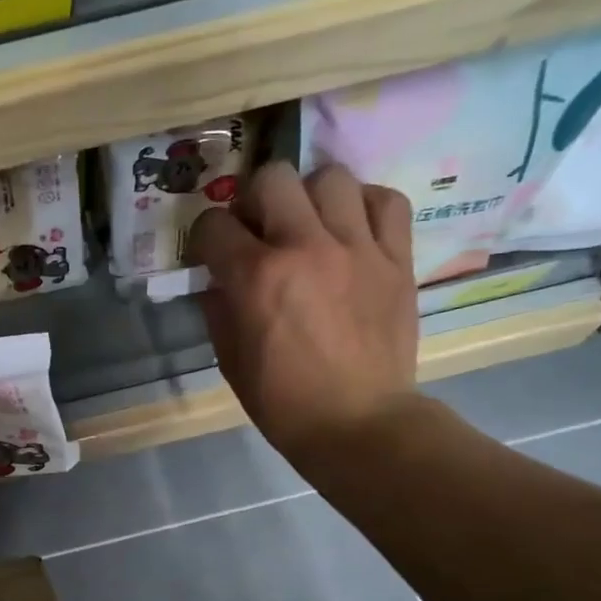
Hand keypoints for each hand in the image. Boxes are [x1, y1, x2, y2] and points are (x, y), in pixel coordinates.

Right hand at [189, 162, 419, 479]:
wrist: (358, 423)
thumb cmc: (282, 400)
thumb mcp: (229, 357)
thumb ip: (218, 306)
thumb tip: (218, 277)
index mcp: (256, 277)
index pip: (213, 224)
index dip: (204, 237)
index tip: (211, 253)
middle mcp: (305, 247)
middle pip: (272, 178)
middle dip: (253, 200)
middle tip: (259, 229)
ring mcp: (357, 248)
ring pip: (330, 177)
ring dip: (310, 196)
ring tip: (309, 225)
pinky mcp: (397, 258)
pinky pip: (387, 200)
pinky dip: (364, 205)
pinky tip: (352, 227)